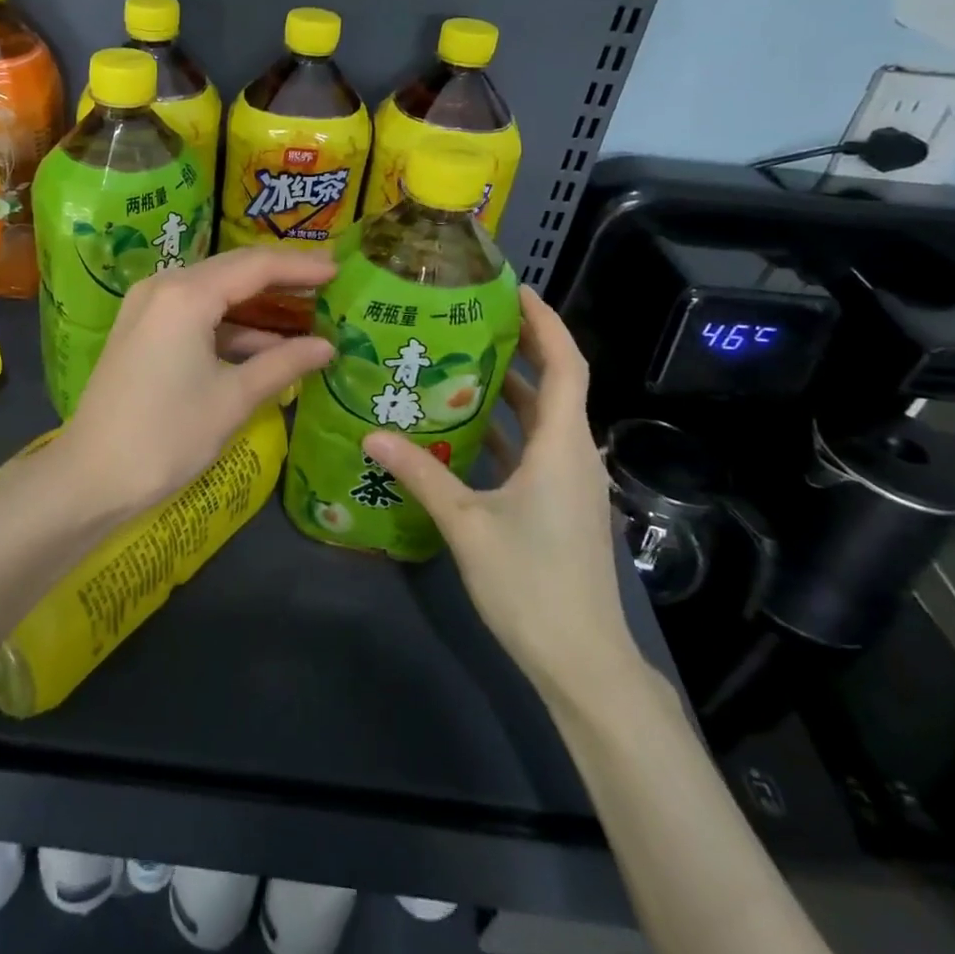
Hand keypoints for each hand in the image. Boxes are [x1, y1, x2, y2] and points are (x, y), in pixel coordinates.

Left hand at [60, 248, 335, 520]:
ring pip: (213, 293)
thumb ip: (283, 363)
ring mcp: (146, 307)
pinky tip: (264, 346)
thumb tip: (327, 346)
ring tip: (305, 312)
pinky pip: (194, 314)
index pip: (255, 266)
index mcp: (186, 295)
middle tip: (327, 282)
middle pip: (233, 270)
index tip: (340, 269)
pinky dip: (229, 327)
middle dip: (280, 277)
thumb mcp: (233, 398)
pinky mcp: (141, 331)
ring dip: (256, 305)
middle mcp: (163, 287)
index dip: (300, 266)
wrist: (91, 477)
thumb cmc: (167, 435)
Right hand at [363, 286, 635, 697]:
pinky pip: (536, 449)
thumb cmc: (530, 584)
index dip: (546, 323)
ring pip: (545, 419)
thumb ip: (420, 473)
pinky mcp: (561, 504)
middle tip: (472, 319)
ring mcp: (570, 482)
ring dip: (511, 389)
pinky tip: (464, 427)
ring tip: (459, 362)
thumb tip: (372, 433)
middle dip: (522, 347)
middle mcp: (575, 455)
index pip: (567, 365)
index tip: (515, 291)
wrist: (582, 662)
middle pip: (557, 385)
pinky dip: (506, 428)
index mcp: (563, 447)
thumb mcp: (466, 523)